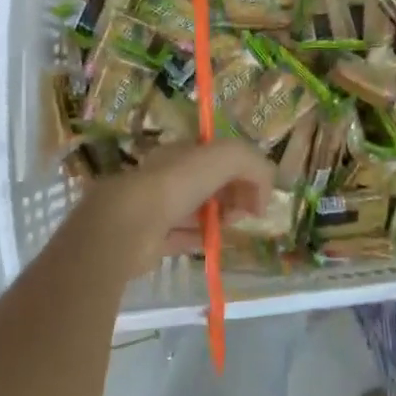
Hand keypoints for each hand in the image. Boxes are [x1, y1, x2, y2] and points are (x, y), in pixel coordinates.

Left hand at [74, 140, 275, 281]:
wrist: (132, 223)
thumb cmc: (180, 182)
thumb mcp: (228, 156)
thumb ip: (254, 164)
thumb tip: (263, 194)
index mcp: (184, 152)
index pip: (220, 156)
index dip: (243, 170)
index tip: (258, 190)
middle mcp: (171, 176)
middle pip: (211, 183)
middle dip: (234, 194)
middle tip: (248, 211)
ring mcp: (160, 208)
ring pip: (198, 210)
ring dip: (219, 217)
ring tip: (232, 227)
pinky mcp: (153, 240)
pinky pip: (185, 238)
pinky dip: (203, 239)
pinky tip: (217, 243)